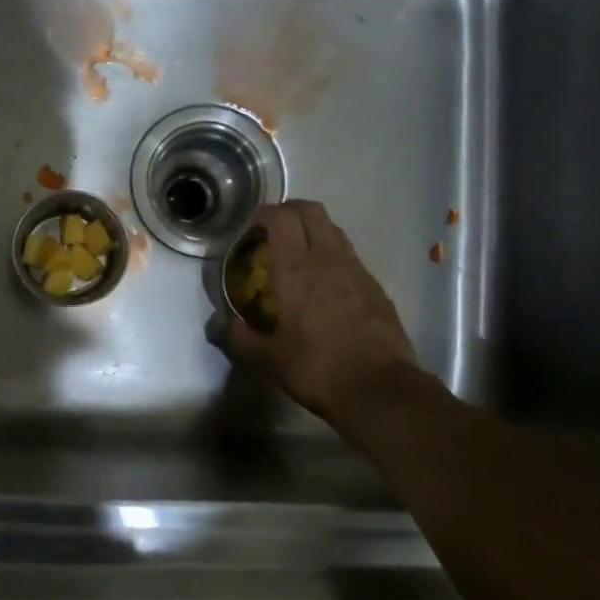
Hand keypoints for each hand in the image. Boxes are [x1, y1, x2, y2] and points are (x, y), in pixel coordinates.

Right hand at [221, 200, 423, 426]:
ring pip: (334, 230)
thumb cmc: (317, 369)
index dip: (264, 213)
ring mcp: (357, 270)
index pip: (282, 218)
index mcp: (297, 270)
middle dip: (290, 211)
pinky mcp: (375, 287)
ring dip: (313, 230)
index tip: (251, 226)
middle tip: (273, 230)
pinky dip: (333, 255)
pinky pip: (350, 256)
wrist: (379, 389)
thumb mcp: (269, 359)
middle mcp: (328, 260)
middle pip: (312, 211)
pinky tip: (325, 283)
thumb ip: (240, 337)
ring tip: (298, 253)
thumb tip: (220, 325)